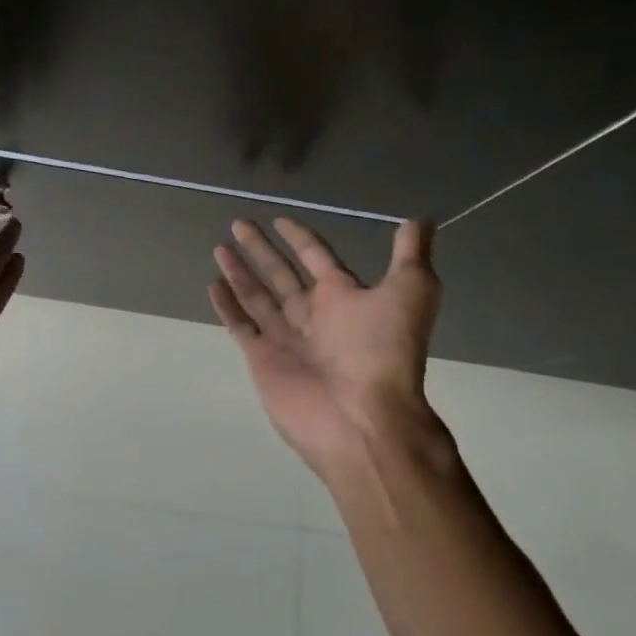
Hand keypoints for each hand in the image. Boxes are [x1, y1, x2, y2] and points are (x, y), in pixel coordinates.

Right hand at [210, 216, 446, 477]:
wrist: (362, 417)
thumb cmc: (383, 350)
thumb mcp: (410, 292)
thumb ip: (411, 254)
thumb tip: (421, 218)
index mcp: (344, 297)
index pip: (317, 258)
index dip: (300, 238)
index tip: (281, 220)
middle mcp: (314, 315)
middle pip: (281, 274)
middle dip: (261, 249)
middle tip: (238, 223)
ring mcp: (286, 337)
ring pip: (257, 296)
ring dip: (240, 272)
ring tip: (219, 247)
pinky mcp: (263, 358)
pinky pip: (242, 325)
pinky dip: (228, 306)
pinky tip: (214, 284)